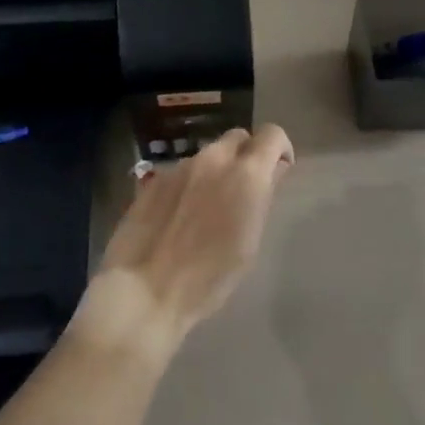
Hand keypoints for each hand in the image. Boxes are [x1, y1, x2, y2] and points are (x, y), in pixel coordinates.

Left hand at [72, 124, 295, 360]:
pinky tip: (180, 215)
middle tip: (244, 188)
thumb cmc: (209, 278)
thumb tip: (272, 173)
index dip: (280, 148)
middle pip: (238, 138)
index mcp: (246, 174)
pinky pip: (182, 170)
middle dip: (247, 155)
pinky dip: (190, 184)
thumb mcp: (249, 243)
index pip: (272, 134)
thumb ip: (262, 197)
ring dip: (216, 171)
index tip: (279, 170)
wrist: (145, 289)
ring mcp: (181, 165)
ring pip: (209, 154)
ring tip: (208, 207)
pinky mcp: (155, 177)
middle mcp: (214, 158)